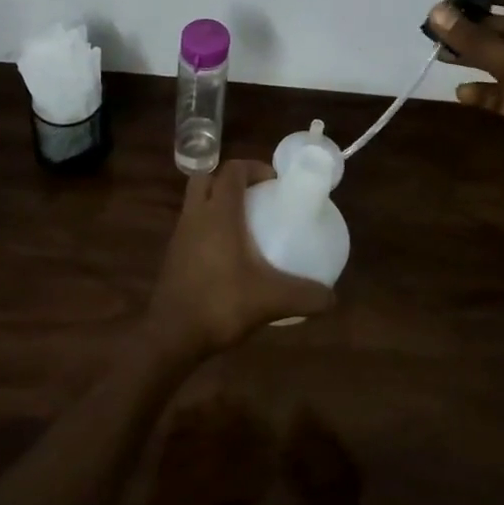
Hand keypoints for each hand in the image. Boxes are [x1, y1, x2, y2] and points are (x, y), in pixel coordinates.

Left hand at [146, 159, 334, 358]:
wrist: (171, 336)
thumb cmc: (220, 304)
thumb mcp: (270, 300)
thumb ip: (305, 296)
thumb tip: (332, 298)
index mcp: (218, 212)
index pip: (232, 169)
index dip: (254, 167)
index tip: (275, 182)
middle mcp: (196, 214)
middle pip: (208, 177)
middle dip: (232, 179)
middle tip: (257, 196)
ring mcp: (180, 233)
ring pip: (197, 201)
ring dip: (218, 202)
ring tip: (246, 224)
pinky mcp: (174, 254)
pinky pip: (193, 225)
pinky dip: (210, 226)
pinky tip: (229, 254)